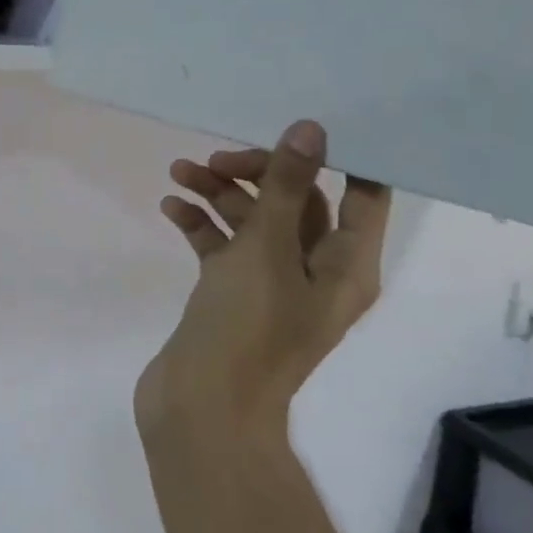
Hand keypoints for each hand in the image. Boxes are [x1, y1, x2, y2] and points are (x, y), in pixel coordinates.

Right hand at [137, 120, 390, 443]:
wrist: (201, 408)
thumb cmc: (246, 329)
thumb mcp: (267, 251)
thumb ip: (286, 189)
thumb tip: (312, 130)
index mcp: (345, 266)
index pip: (362, 195)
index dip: (340, 158)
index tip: (300, 125)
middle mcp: (315, 272)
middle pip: (297, 203)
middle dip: (257, 174)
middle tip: (216, 160)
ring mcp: (271, 286)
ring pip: (253, 223)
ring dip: (219, 195)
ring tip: (179, 173)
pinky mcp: (231, 296)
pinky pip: (222, 248)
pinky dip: (200, 226)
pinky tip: (170, 208)